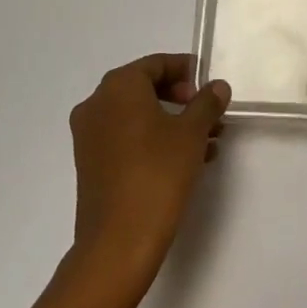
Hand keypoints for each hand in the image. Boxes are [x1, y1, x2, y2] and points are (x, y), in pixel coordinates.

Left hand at [69, 54, 229, 285]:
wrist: (118, 243)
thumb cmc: (157, 174)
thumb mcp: (192, 133)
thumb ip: (207, 103)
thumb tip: (217, 86)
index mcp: (119, 86)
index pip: (157, 64)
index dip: (186, 71)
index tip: (209, 86)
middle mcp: (97, 103)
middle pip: (145, 88)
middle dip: (181, 99)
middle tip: (208, 113)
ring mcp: (89, 135)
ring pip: (137, 116)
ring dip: (171, 122)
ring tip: (208, 141)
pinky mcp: (90, 164)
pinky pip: (126, 138)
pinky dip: (153, 140)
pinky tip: (185, 160)